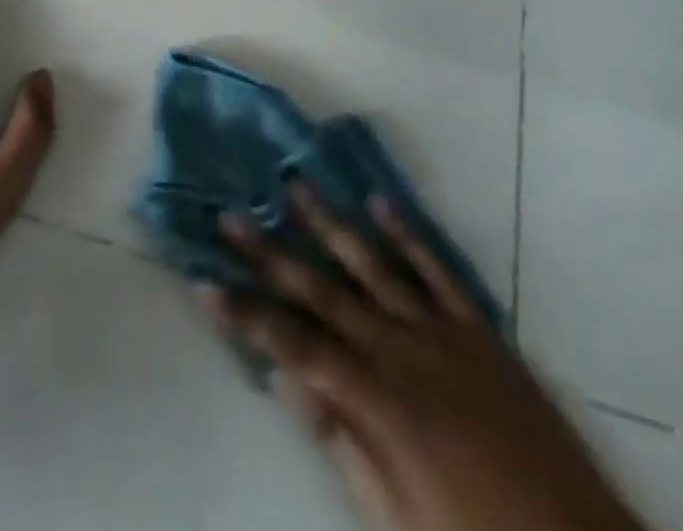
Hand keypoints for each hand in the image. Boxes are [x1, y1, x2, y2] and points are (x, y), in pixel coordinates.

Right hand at [201, 184, 646, 530]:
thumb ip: (343, 444)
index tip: (204, 282)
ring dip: (329, 223)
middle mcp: (402, 349)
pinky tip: (378, 200)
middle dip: (270, 254)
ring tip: (294, 184)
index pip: (293, 346)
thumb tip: (289, 382)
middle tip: (231, 215)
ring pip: (372, 263)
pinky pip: (436, 267)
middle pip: (321, 291)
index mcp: (378, 401)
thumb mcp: (399, 519)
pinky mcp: (478, 326)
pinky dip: (406, 231)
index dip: (246, 314)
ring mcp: (442, 329)